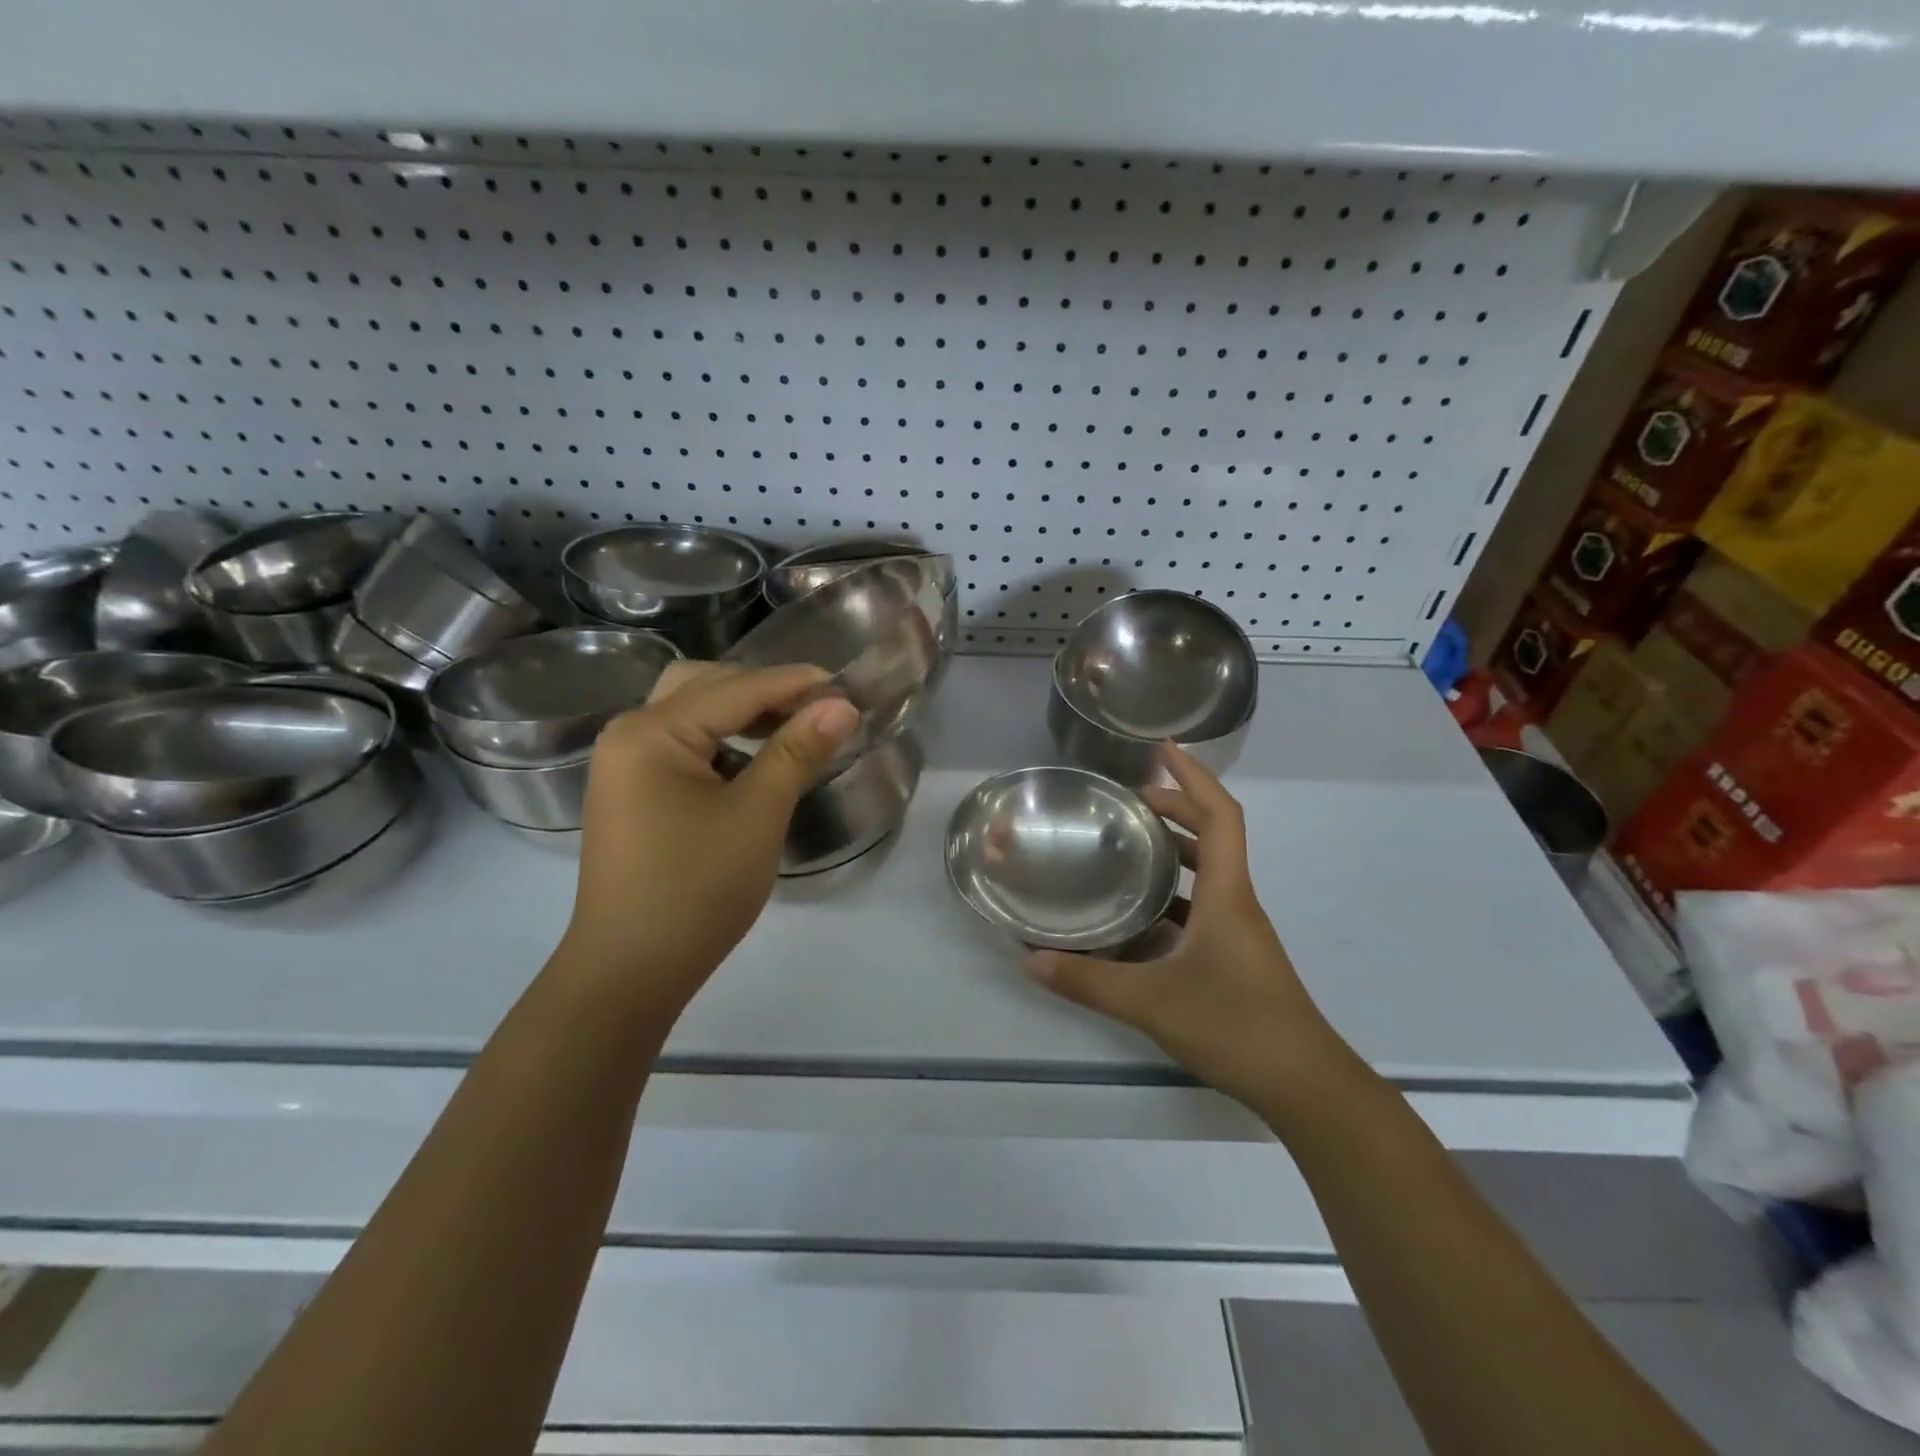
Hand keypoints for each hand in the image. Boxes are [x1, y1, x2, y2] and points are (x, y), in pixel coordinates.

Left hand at [558, 663, 858, 1018]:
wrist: (630, 971)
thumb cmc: (696, 890)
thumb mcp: (757, 815)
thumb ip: (797, 751)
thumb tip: (842, 706)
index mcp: (651, 732)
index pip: (736, 688)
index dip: (795, 683)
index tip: (847, 685)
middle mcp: (629, 733)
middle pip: (705, 686)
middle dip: (766, 690)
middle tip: (820, 706)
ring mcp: (625, 764)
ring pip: (692, 713)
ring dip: (744, 712)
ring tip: (796, 726)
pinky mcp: (633, 792)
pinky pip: (683, 745)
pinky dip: (723, 740)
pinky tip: (757, 758)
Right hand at [1024, 744, 1350, 1110]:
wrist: (1304, 1085)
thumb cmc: (1235, 1026)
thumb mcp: (1151, 1003)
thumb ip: (1088, 981)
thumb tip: (1031, 960)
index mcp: (1225, 893)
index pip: (1218, 814)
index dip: (1193, 776)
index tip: (1162, 750)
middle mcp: (1235, 900)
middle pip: (1212, 833)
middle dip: (1173, 806)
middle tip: (1125, 800)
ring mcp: (1238, 929)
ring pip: (1208, 870)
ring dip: (1174, 847)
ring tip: (1127, 842)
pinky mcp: (1235, 954)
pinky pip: (1202, 903)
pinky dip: (1173, 891)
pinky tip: (1139, 912)